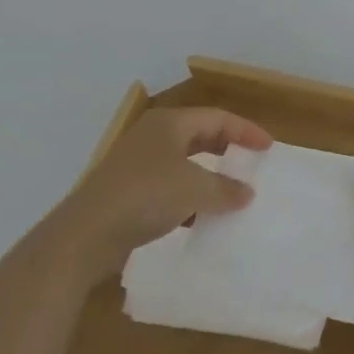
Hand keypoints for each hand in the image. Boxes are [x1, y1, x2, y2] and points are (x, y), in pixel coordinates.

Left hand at [71, 106, 271, 263]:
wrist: (84, 235)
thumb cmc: (145, 196)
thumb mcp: (194, 189)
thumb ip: (225, 188)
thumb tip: (247, 192)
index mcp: (170, 123)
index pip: (218, 118)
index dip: (246, 130)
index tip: (268, 148)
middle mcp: (153, 136)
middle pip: (200, 136)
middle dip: (227, 149)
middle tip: (251, 163)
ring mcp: (137, 164)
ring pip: (184, 163)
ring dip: (208, 176)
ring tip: (231, 193)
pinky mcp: (128, 192)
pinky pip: (169, 187)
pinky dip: (188, 198)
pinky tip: (199, 219)